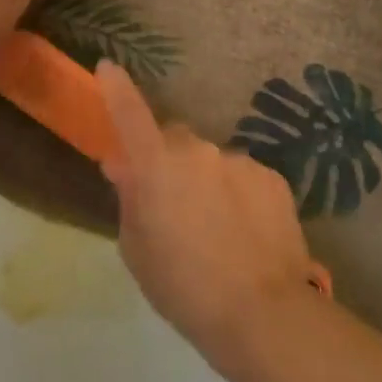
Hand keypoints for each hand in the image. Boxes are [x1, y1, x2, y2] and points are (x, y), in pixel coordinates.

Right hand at [96, 62, 323, 376]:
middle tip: (171, 202)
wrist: (263, 313)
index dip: (116, 88)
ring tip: (216, 229)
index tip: (108, 67)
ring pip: (212, 160)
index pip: (130, 113)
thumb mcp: (138, 250)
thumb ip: (130, 199)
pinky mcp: (273, 177)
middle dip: (168, 159)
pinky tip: (245, 231)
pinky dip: (238, 194)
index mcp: (157, 166)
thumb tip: (124, 166)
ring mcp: (240, 160)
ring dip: (206, 180)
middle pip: (174, 139)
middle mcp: (198, 150)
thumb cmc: (183, 288)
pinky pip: (243, 176)